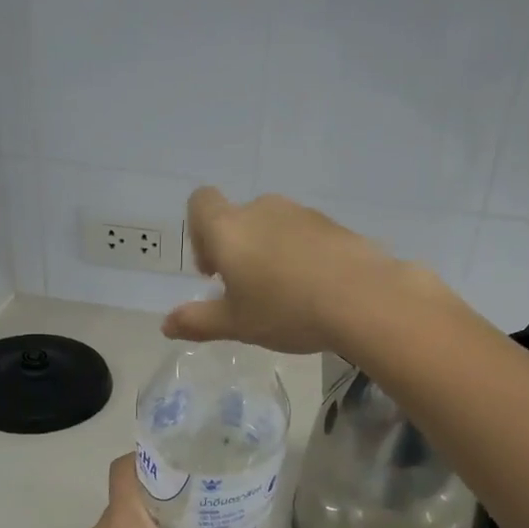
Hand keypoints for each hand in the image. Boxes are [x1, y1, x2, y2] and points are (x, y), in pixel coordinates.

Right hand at [162, 189, 440, 354]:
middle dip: (237, 250)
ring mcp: (302, 214)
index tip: (213, 271)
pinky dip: (301, 256)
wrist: (362, 298)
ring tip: (286, 295)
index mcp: (229, 228)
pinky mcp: (334, 225)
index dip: (198, 232)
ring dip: (270, 253)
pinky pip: (305, 236)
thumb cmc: (286, 310)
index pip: (200, 202)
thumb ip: (198, 321)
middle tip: (249, 292)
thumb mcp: (236, 324)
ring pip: (273, 227)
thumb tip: (166, 325)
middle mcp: (262, 209)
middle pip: (238, 219)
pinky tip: (315, 290)